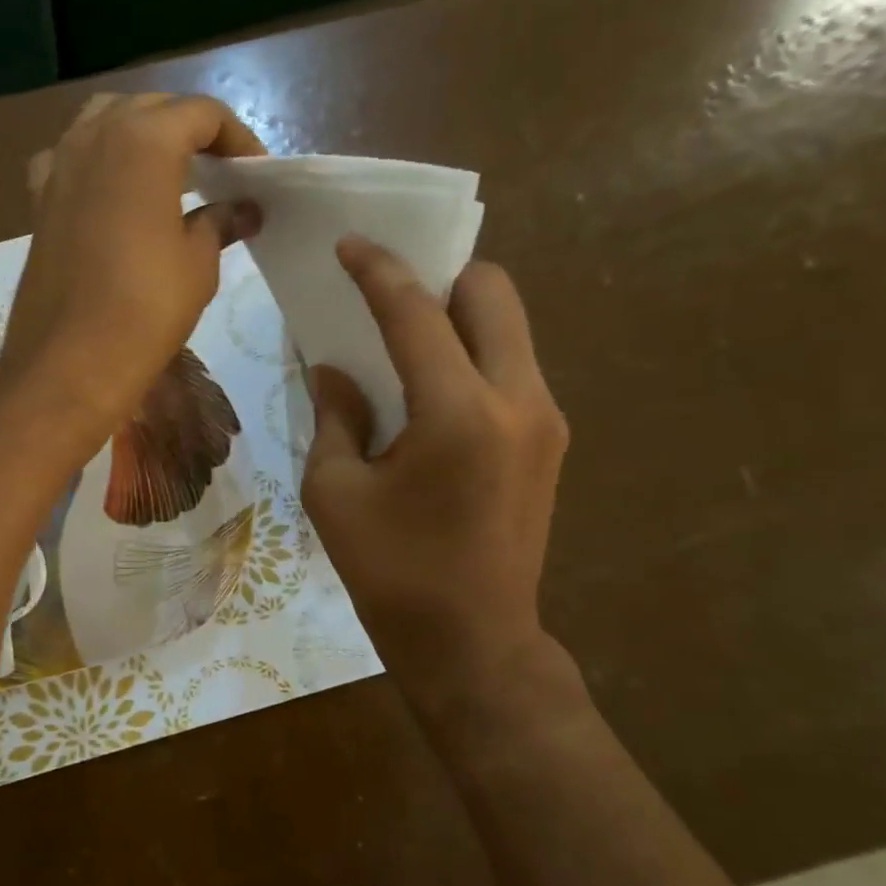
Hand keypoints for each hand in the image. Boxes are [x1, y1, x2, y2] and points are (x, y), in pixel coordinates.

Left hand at [0, 93, 264, 446]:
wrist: (70, 361)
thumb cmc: (145, 309)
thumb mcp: (198, 264)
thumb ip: (221, 222)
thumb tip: (243, 209)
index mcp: (145, 140)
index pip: (202, 113)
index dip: (237, 137)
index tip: (255, 172)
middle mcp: (95, 136)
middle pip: (152, 109)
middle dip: (191, 130)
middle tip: (219, 170)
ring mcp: (59, 164)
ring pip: (105, 121)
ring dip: (141, 134)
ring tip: (169, 171)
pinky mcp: (39, 200)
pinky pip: (71, 157)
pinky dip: (97, 160)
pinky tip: (110, 190)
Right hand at [302, 239, 571, 718]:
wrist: (472, 641)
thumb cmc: (390, 571)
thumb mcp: (334, 491)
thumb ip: (336, 415)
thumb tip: (335, 368)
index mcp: (457, 413)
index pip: (416, 312)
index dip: (378, 270)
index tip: (350, 244)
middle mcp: (517, 399)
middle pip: (493, 292)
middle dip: (440, 275)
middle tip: (391, 292)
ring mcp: (545, 419)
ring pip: (510, 326)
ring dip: (460, 314)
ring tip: (408, 336)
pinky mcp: (551, 440)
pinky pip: (512, 365)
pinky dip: (474, 352)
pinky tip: (433, 385)